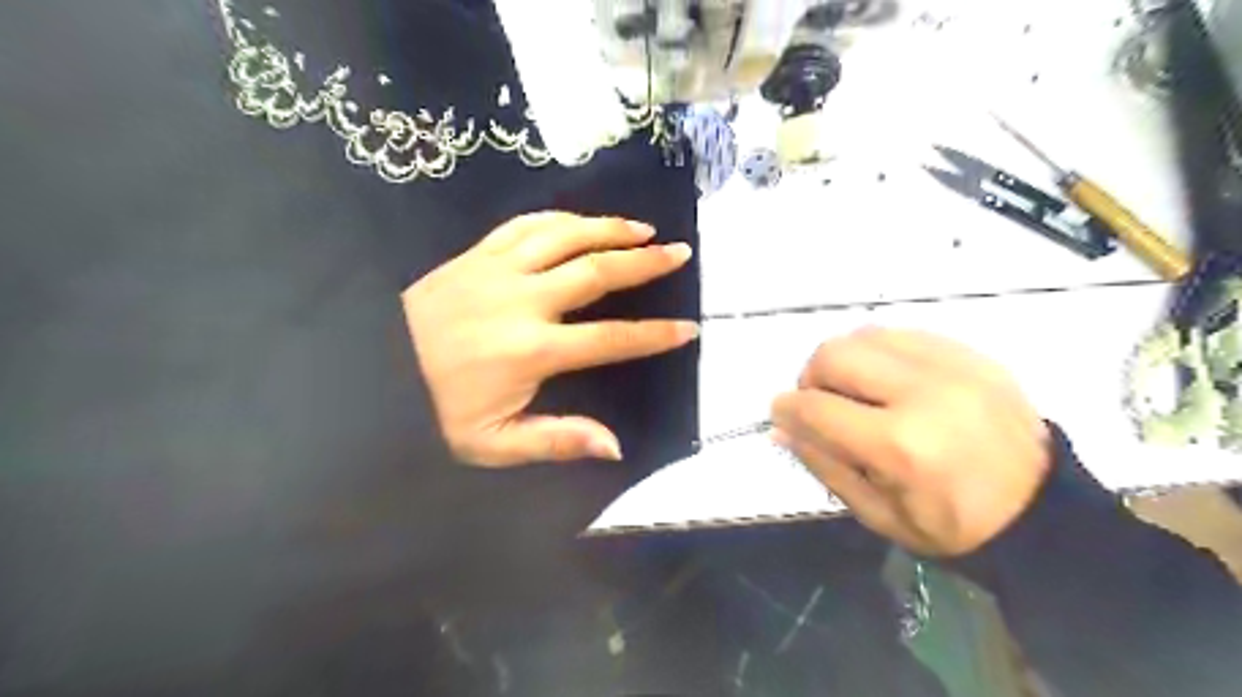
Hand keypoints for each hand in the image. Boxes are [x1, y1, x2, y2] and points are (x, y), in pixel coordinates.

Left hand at [406, 208, 696, 464]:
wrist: (368, 369)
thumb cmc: (433, 410)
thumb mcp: (491, 444)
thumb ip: (555, 441)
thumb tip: (614, 445)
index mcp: (532, 351)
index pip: (610, 338)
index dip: (654, 334)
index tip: (688, 328)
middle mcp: (523, 301)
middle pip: (596, 271)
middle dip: (645, 262)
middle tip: (679, 252)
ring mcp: (497, 269)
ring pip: (565, 236)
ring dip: (608, 228)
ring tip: (643, 228)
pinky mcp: (475, 254)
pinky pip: (525, 224)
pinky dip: (560, 218)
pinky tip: (582, 220)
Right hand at [774, 328, 1050, 555]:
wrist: (1043, 511)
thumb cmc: (953, 526)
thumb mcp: (878, 514)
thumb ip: (823, 465)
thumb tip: (782, 427)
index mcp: (900, 446)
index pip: (817, 407)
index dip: (787, 408)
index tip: (781, 413)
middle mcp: (924, 393)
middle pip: (835, 354)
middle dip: (811, 377)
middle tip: (821, 402)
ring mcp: (953, 366)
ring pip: (866, 334)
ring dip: (845, 360)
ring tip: (855, 389)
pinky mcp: (973, 355)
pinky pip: (903, 334)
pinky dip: (880, 352)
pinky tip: (889, 380)